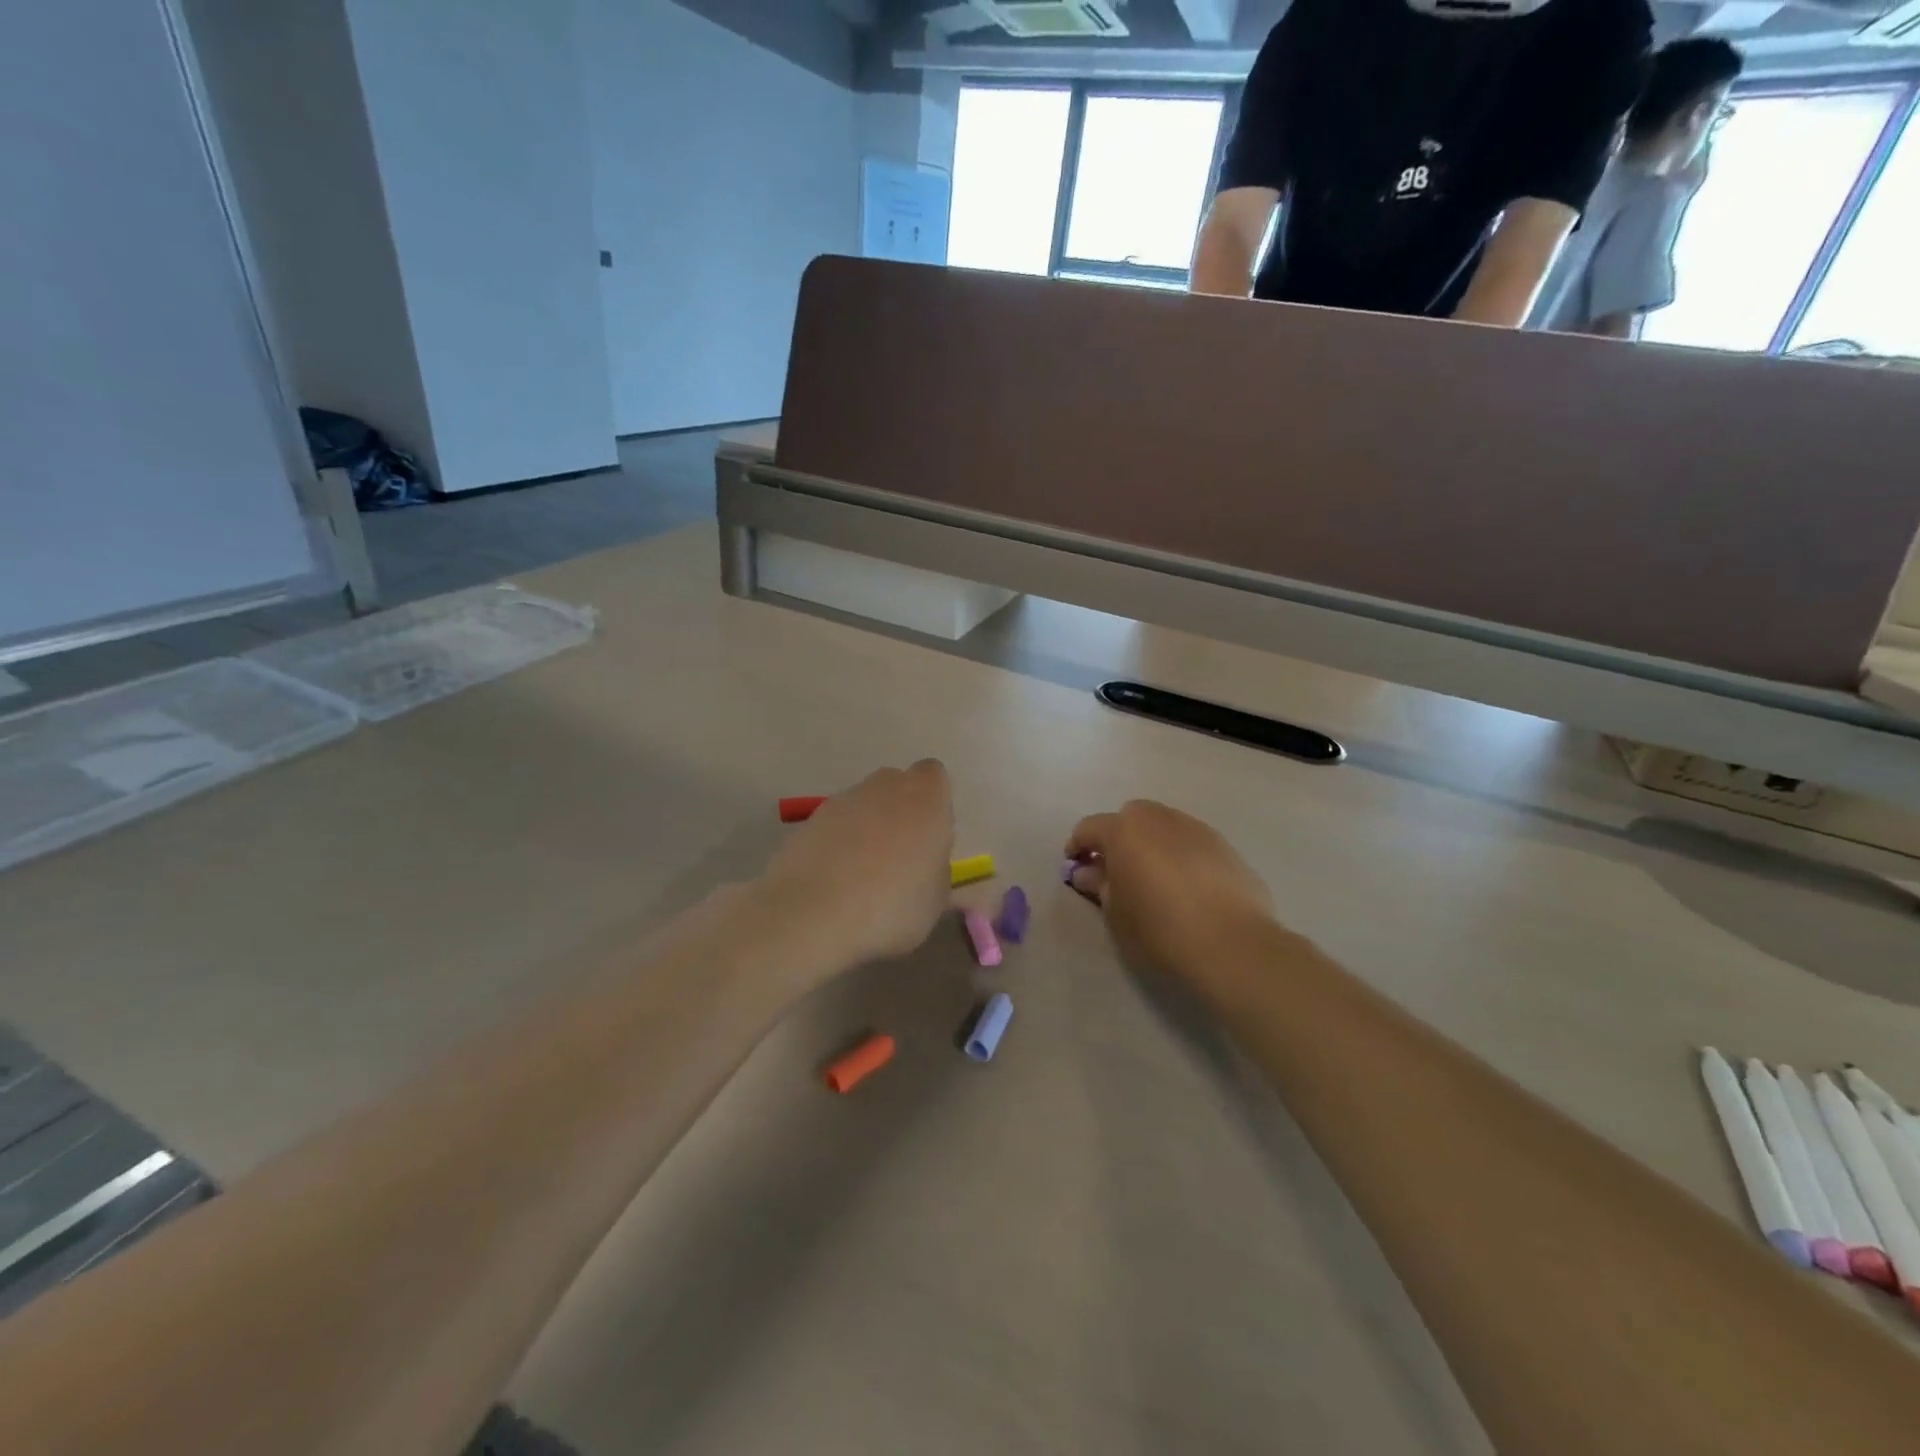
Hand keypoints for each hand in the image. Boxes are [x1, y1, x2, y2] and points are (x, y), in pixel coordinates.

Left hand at [759, 760, 954, 975]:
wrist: (813, 914)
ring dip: (867, 829)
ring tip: (863, 877)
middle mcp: (884, 787)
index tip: (931, 838)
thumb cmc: (892, 905)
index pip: (934, 776)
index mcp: (925, 798)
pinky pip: (834, 826)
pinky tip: (835, 882)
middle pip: (897, 787)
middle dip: (900, 813)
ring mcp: (842, 800)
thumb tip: (927, 865)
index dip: (934, 804)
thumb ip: (937, 870)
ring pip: (863, 805)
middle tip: (900, 857)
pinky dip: (837, 844)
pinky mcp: (809, 820)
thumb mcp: (936, 900)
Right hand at [1065, 801, 1276, 989]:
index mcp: (1125, 830)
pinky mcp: (1226, 847)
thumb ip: (1099, 886)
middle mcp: (1160, 819)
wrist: (1233, 946)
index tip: (1075, 868)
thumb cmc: (1160, 930)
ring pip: (1164, 827)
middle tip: (1115, 870)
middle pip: (1130, 818)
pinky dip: (1181, 856)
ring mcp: (1197, 829)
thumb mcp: (1115, 914)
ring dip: (1152, 844)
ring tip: (1153, 878)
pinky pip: (1191, 843)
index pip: (1089, 828)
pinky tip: (1186, 887)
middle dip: (1118, 838)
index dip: (1077, 847)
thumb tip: (1090, 872)